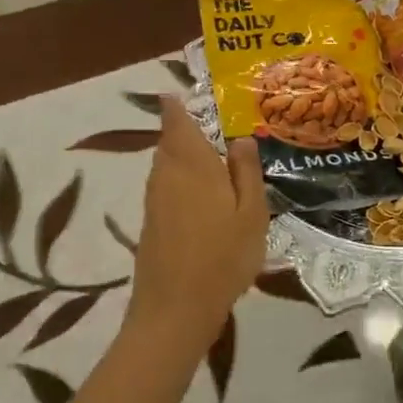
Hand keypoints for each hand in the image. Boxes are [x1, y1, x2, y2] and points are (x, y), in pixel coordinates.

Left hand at [127, 97, 269, 356]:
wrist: (174, 311)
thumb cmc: (222, 257)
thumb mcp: (252, 213)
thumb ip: (246, 172)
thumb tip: (240, 138)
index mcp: (192, 165)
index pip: (176, 123)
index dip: (173, 105)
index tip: (174, 92)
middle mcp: (167, 175)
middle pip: (169, 142)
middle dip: (181, 129)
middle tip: (203, 121)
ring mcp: (155, 201)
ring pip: (165, 164)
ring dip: (180, 154)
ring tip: (206, 154)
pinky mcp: (151, 224)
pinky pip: (165, 185)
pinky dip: (178, 178)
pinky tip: (199, 193)